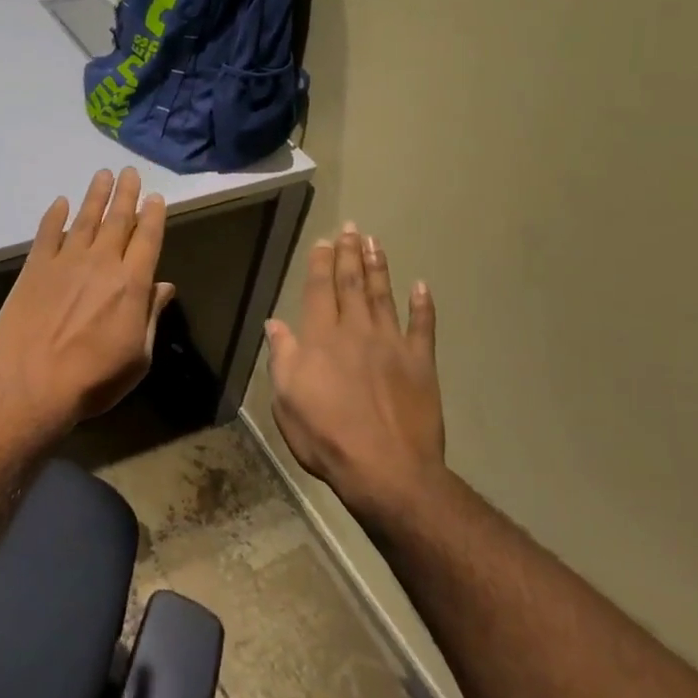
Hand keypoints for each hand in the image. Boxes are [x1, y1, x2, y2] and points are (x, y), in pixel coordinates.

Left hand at [0, 168, 176, 429]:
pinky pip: (47, 233)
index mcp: (132, 285)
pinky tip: (61, 202)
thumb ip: (151, 317)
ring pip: (85, 219)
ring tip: (102, 175)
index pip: (147, 239)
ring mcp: (66, 262)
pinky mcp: (35, 268)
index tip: (156, 197)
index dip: (153, 216)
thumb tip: (165, 287)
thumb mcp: (138, 357)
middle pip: (117, 220)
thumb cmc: (93, 379)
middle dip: (126, 195)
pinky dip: (55, 215)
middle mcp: (102, 263)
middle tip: (130, 172)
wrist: (31, 384)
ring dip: (95, 196)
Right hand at [265, 223, 445, 526]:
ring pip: (384, 296)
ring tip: (375, 243)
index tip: (323, 241)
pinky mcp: (420, 363)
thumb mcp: (287, 401)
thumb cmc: (326, 437)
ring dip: (379, 267)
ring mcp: (392, 344)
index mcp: (321, 339)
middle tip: (351, 228)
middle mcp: (357, 331)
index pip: (319, 290)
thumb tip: (275, 324)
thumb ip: (283, 358)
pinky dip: (422, 305)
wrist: (387, 469)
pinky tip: (422, 286)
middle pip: (352, 284)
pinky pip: (422, 326)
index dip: (320, 264)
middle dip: (349, 254)